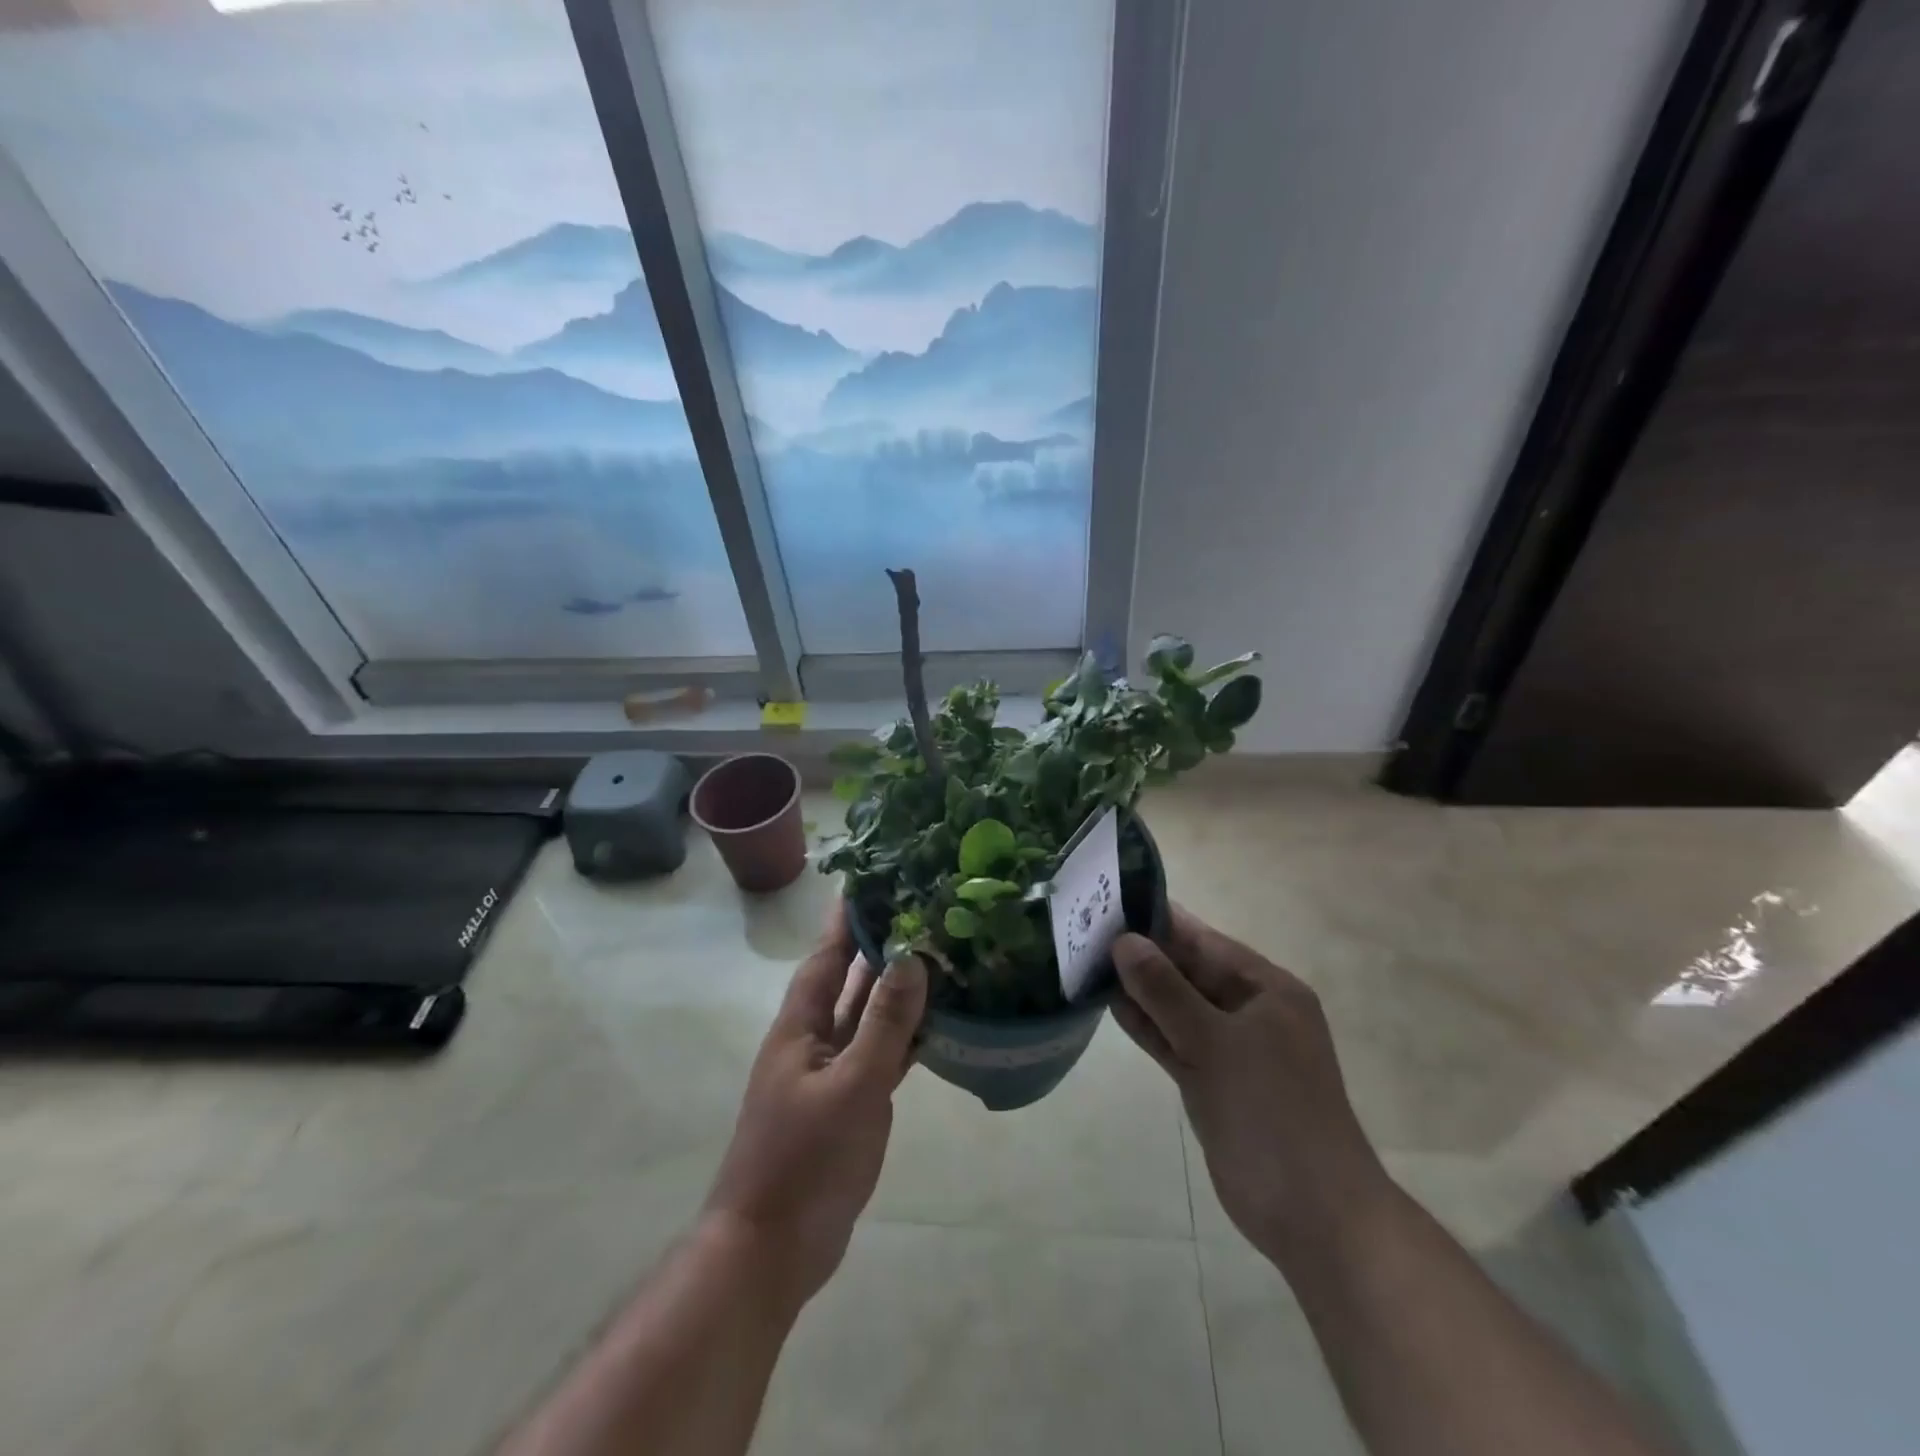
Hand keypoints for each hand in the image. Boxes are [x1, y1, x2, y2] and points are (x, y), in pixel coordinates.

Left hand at [699, 914, 926, 1312]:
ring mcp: (832, 1073)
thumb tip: (911, 957)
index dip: (847, 918)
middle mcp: (814, 1040)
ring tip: (938, 953)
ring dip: (897, 988)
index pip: (827, 955)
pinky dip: (905, 1035)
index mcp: (801, 1025)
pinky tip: (937, 1023)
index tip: (874, 879)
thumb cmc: (804, 1160)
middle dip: (879, 945)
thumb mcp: (851, 1086)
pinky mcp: (849, 1103)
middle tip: (921, 909)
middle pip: (849, 980)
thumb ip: (884, 1023)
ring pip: (868, 1016)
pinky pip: (881, 1053)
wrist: (770, 1249)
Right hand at [1111, 907, 1390, 1269]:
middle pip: (1189, 971)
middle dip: (1143, 955)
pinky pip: (1175, 1040)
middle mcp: (1250, 1011)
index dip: (1160, 921)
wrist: (1313, 1215)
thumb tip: (1124, 941)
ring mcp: (1231, 1048)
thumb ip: (1165, 990)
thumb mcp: (1214, 1042)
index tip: (1111, 900)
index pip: (1205, 941)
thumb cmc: (1271, 1113)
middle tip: (1086, 930)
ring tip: (1087, 961)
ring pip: (1178, 1007)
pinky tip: (1109, 1005)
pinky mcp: (1213, 1081)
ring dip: (1140, 990)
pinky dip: (1147, 1025)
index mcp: (1267, 989)